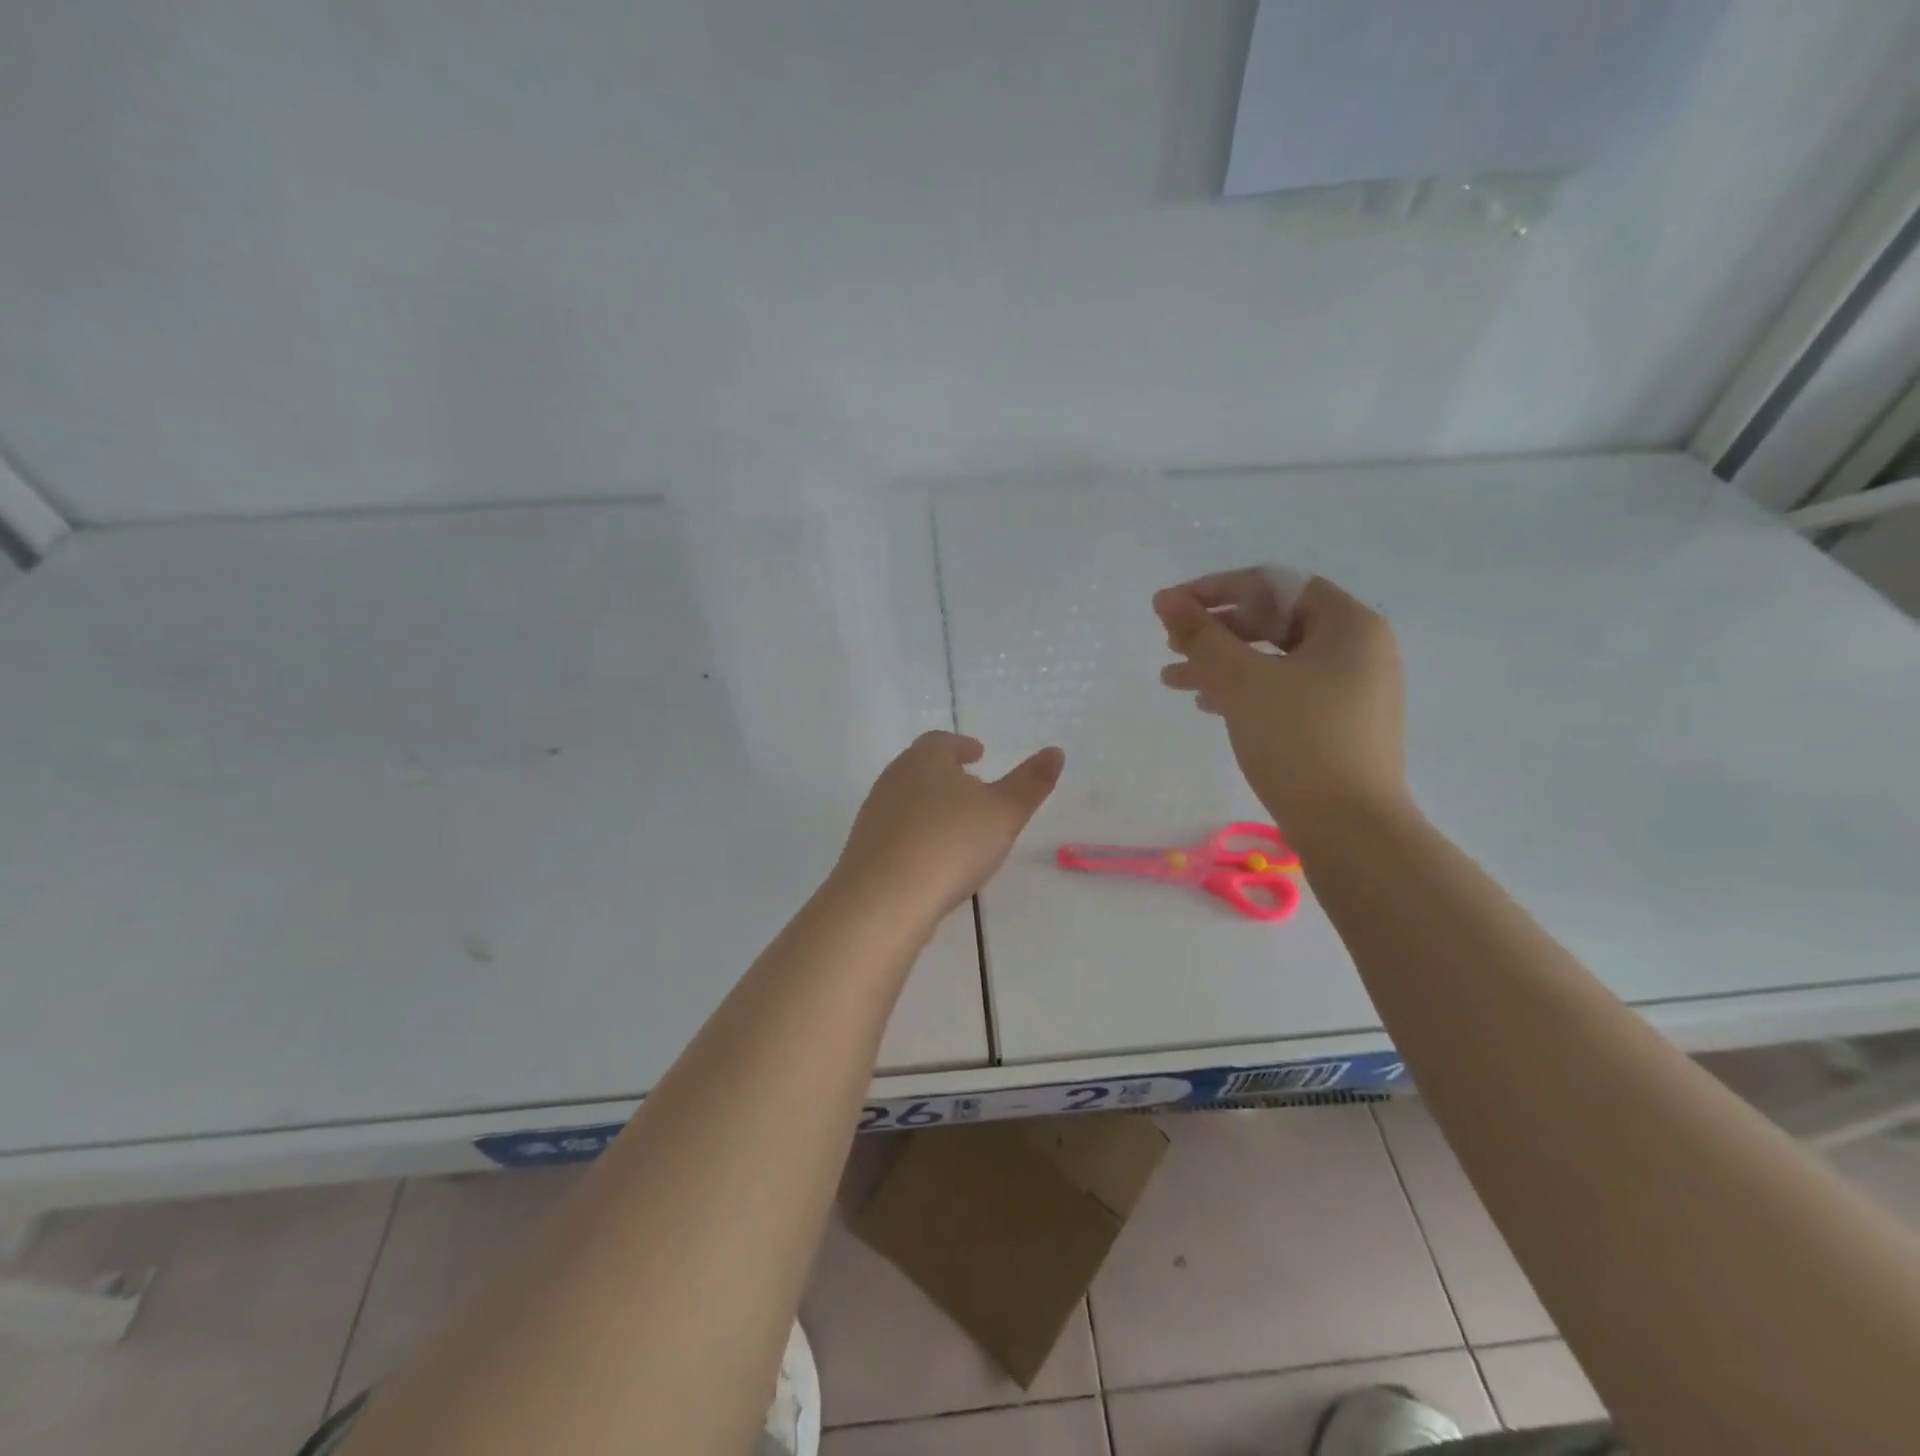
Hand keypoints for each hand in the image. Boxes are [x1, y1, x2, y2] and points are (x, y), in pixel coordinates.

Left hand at [835, 731, 1064, 924]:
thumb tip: (1056, 751)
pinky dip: (918, 835)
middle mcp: (893, 779)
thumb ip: (1031, 782)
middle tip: (974, 786)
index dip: (962, 746)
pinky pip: (898, 832)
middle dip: (948, 774)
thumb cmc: (950, 843)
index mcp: (924, 759)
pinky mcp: (865, 850)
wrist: (884, 899)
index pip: (942, 742)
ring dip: (933, 806)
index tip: (978, 753)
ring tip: (959, 825)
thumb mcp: (1004, 812)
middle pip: (921, 768)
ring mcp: (874, 815)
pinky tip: (934, 859)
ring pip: (908, 800)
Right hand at [1153, 567, 1408, 835]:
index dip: (1217, 589)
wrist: (1350, 830)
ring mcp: (1352, 690)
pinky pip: (1285, 690)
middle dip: (1217, 630)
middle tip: (1171, 644)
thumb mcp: (1242, 681)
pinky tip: (1208, 705)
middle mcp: (1358, 649)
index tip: (1172, 607)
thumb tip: (1166, 599)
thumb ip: (1201, 635)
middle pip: (1275, 620)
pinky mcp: (1339, 724)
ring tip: (1174, 679)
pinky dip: (1244, 691)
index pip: (1274, 585)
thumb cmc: (1298, 741)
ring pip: (1275, 659)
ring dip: (1222, 663)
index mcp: (1349, 624)